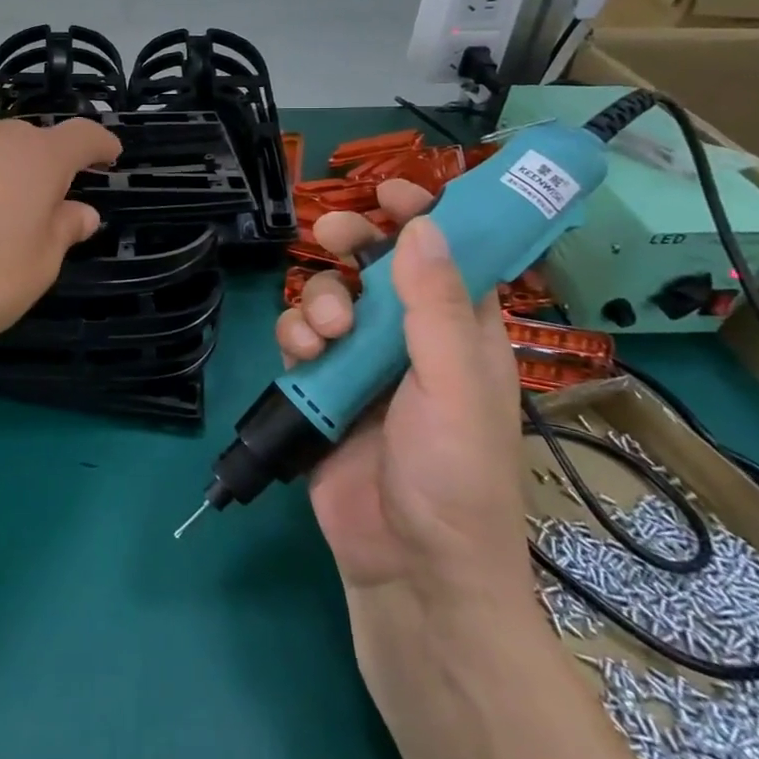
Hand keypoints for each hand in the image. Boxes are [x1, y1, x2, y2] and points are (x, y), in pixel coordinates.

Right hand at [275, 182, 531, 616]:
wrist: (408, 567)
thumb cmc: (453, 476)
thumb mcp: (455, 385)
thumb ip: (435, 306)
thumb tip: (422, 226)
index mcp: (462, 332)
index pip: (447, 255)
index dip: (424, 217)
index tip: (389, 191)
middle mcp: (412, 339)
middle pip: (376, 266)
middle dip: (351, 243)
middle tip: (331, 234)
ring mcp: (364, 363)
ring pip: (331, 296)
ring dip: (320, 300)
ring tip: (326, 332)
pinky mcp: (323, 388)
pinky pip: (301, 338)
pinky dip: (297, 336)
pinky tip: (304, 357)